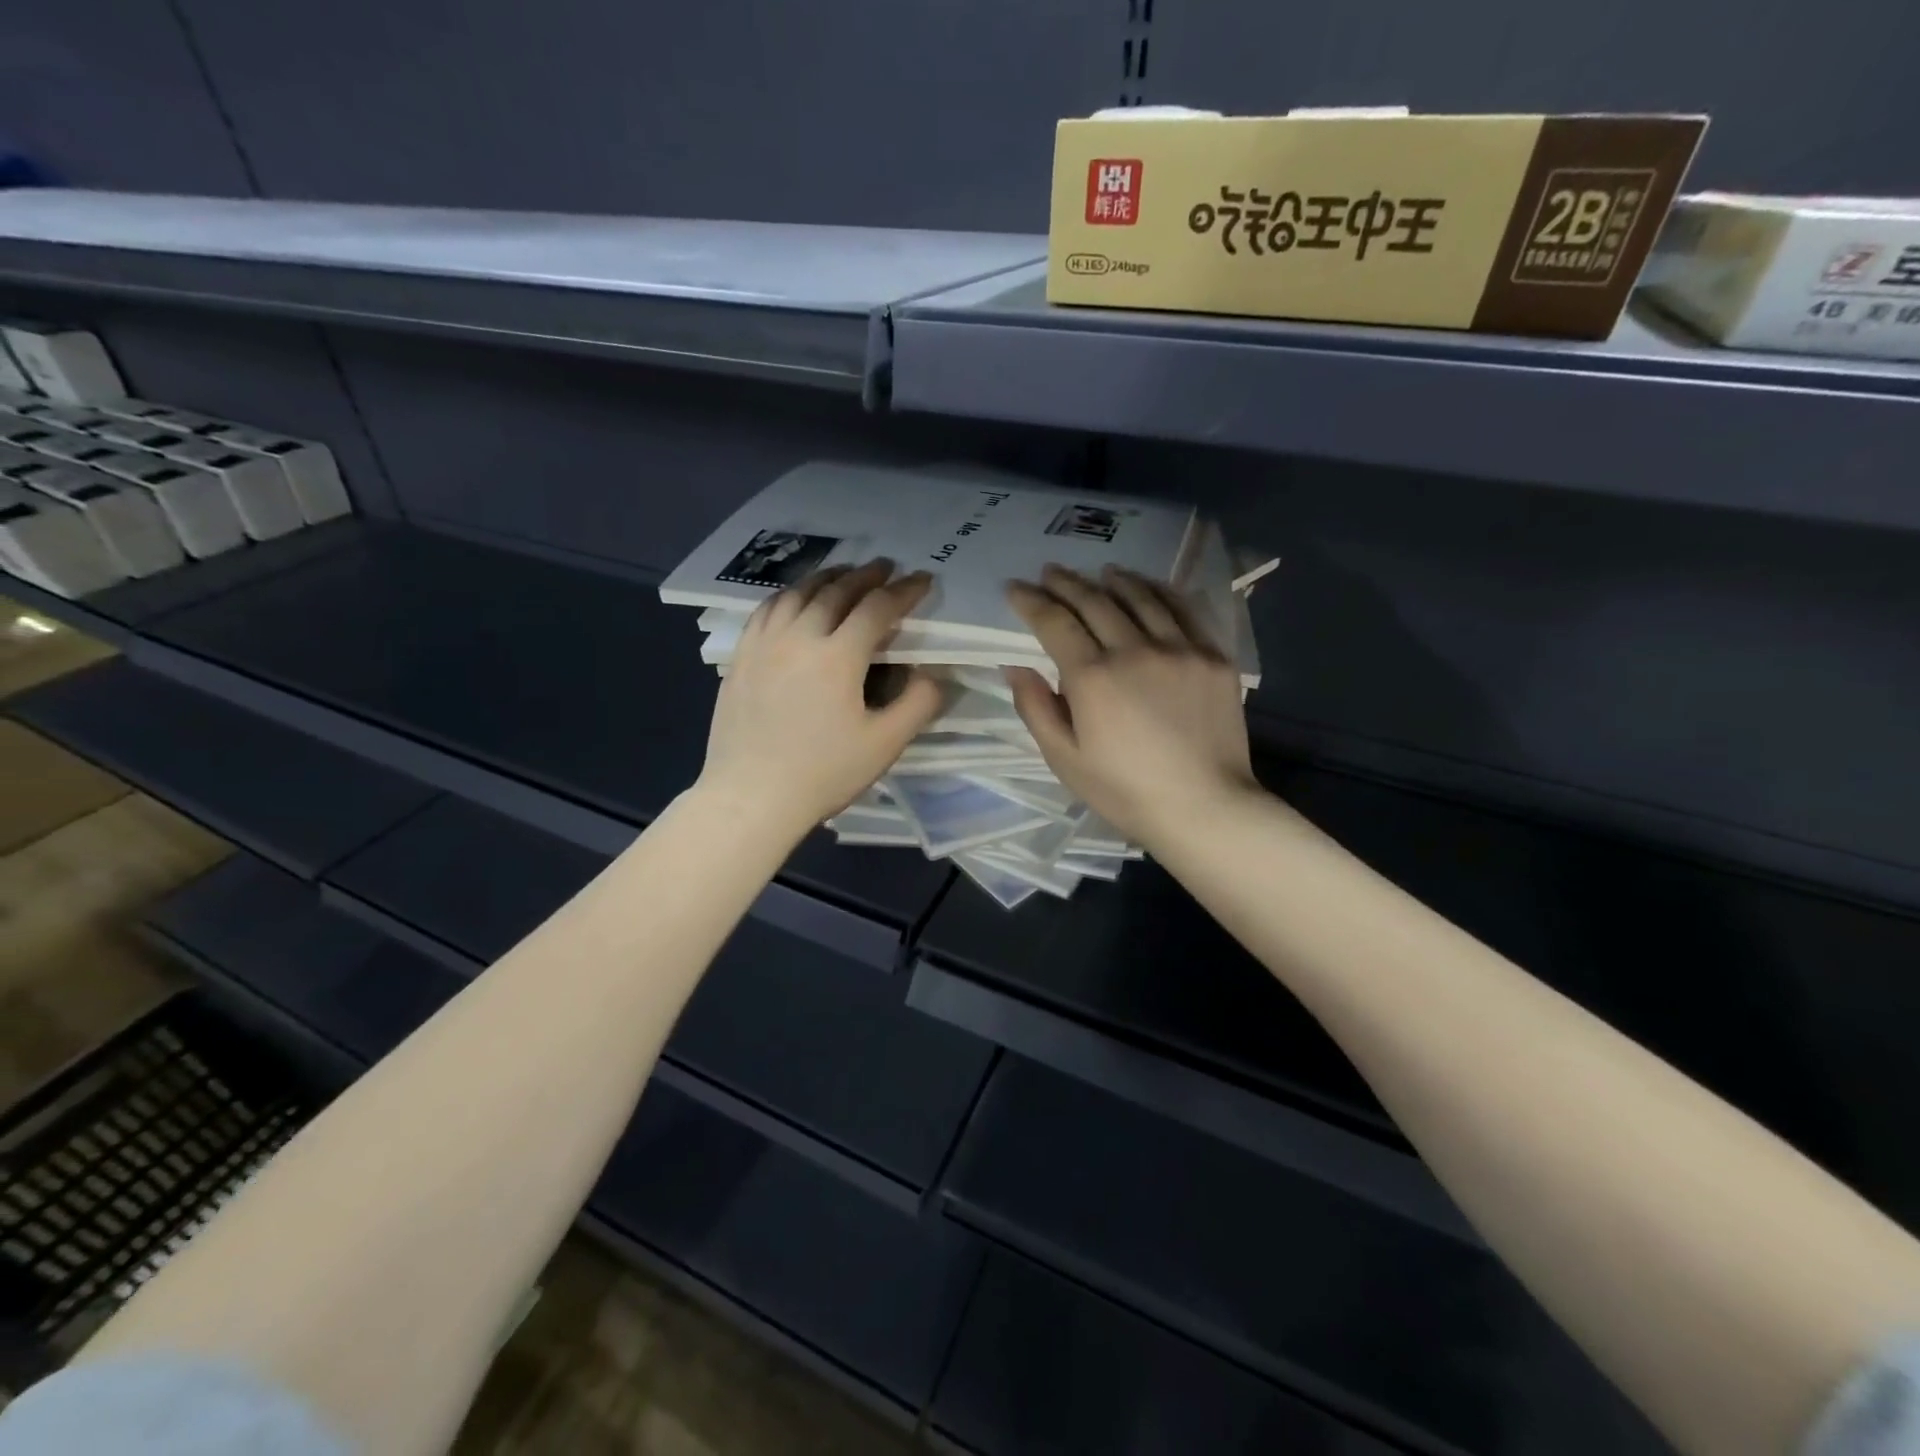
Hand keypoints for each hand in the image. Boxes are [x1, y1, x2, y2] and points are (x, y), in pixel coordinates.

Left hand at [698, 559, 943, 836]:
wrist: (751, 796)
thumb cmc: (823, 773)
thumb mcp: (884, 744)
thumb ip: (918, 704)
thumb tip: (933, 674)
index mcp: (838, 656)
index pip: (877, 608)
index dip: (904, 591)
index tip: (922, 581)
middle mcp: (799, 637)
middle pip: (836, 591)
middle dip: (866, 575)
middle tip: (885, 568)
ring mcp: (763, 645)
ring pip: (797, 594)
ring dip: (826, 578)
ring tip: (843, 574)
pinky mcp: (740, 658)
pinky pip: (766, 610)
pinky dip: (789, 595)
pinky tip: (795, 601)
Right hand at [1006, 565, 1257, 847]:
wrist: (1204, 808)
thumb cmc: (1124, 791)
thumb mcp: (1064, 760)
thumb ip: (1036, 709)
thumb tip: (1015, 666)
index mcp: (1093, 677)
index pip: (1055, 623)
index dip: (1031, 602)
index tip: (1015, 588)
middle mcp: (1134, 650)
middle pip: (1094, 602)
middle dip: (1066, 583)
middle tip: (1050, 572)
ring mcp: (1179, 649)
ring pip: (1140, 598)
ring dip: (1113, 580)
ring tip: (1099, 572)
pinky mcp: (1213, 657)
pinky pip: (1184, 610)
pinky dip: (1160, 592)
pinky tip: (1149, 588)